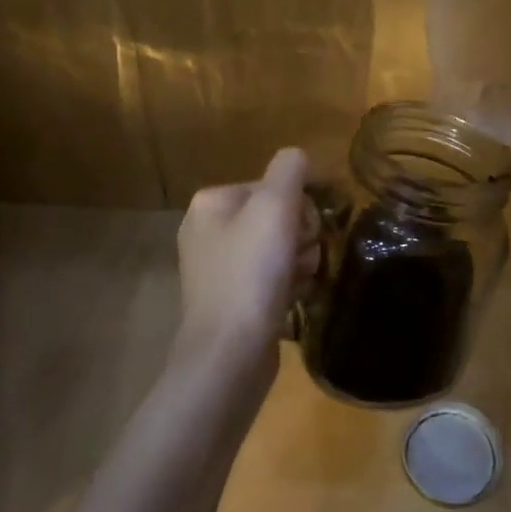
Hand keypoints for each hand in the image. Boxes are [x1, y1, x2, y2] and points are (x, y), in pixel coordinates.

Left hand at [176, 148, 316, 360]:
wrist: (229, 353)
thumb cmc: (251, 273)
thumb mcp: (275, 207)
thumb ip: (290, 170)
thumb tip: (299, 157)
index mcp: (211, 202)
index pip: (274, 186)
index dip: (298, 207)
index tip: (302, 232)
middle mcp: (208, 230)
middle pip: (278, 217)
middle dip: (300, 237)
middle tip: (299, 259)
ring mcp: (217, 268)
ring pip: (280, 248)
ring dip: (299, 262)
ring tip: (297, 283)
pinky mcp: (230, 300)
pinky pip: (271, 278)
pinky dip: (288, 285)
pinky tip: (291, 299)